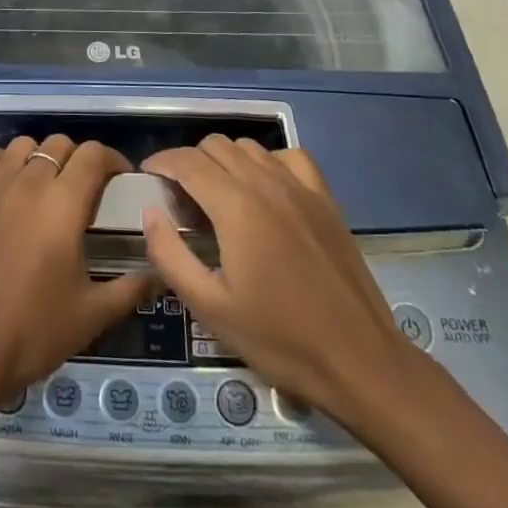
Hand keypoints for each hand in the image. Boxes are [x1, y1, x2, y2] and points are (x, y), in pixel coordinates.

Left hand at [0, 135, 155, 408]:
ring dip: (39, 157)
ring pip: (21, 146)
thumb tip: (161, 275)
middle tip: (83, 189)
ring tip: (44, 184)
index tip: (120, 179)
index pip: (93, 155)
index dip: (111, 159)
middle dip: (77, 159)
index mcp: (64, 203)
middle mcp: (29, 182)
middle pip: (59, 145)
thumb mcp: (92, 316)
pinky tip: (3, 180)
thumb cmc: (32, 332)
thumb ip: (130, 289)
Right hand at [141, 137, 425, 438]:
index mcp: (235, 206)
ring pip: (249, 147)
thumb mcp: (210, 308)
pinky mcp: (325, 198)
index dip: (161, 162)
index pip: (187, 161)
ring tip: (217, 194)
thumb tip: (151, 214)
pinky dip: (266, 162)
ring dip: (224, 160)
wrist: (360, 362)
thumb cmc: (280, 339)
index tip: (147, 176)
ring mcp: (300, 187)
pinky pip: (288, 157)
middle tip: (179, 197)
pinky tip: (264, 189)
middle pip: (215, 146)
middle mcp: (266, 182)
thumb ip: (171, 255)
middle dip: (189, 161)